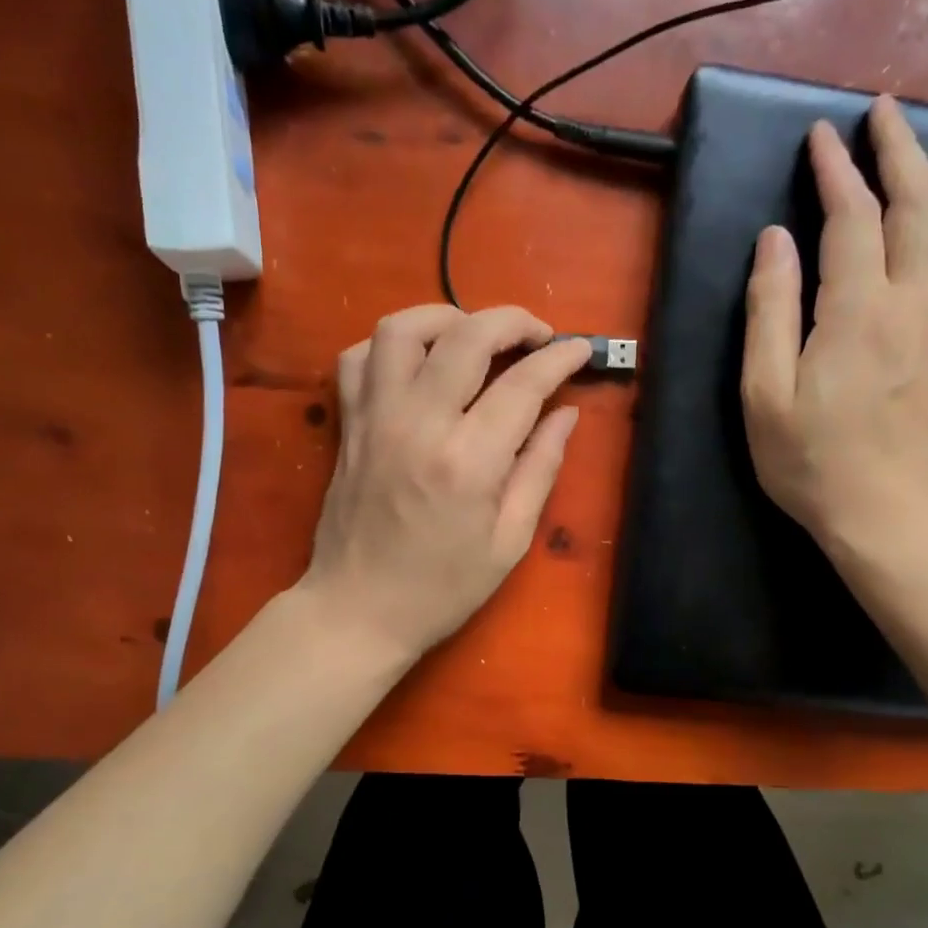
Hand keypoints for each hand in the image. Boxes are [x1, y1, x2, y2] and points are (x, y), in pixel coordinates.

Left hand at [300, 305, 589, 660]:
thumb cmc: (442, 589)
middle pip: (467, 335)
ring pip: (403, 328)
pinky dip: (392, 344)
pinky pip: (359, 357)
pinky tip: (419, 362)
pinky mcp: (349, 424)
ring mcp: (375, 418)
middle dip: (512, 321)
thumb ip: (540, 469)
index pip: (523, 384)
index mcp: (468, 462)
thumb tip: (565, 414)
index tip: (579, 350)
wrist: (357, 611)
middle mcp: (418, 424)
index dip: (559, 358)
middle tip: (537, 336)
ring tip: (475, 336)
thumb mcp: (509, 541)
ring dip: (448, 317)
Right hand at [741, 96, 927, 545]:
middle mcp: (917, 301)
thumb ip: (768, 311)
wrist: (888, 517)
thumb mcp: (763, 394)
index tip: (820, 136)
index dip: (835, 169)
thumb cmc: (812, 462)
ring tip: (922, 164)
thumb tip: (775, 240)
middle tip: (882, 114)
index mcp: (859, 310)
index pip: (852, 215)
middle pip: (921, 202)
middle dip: (901, 148)